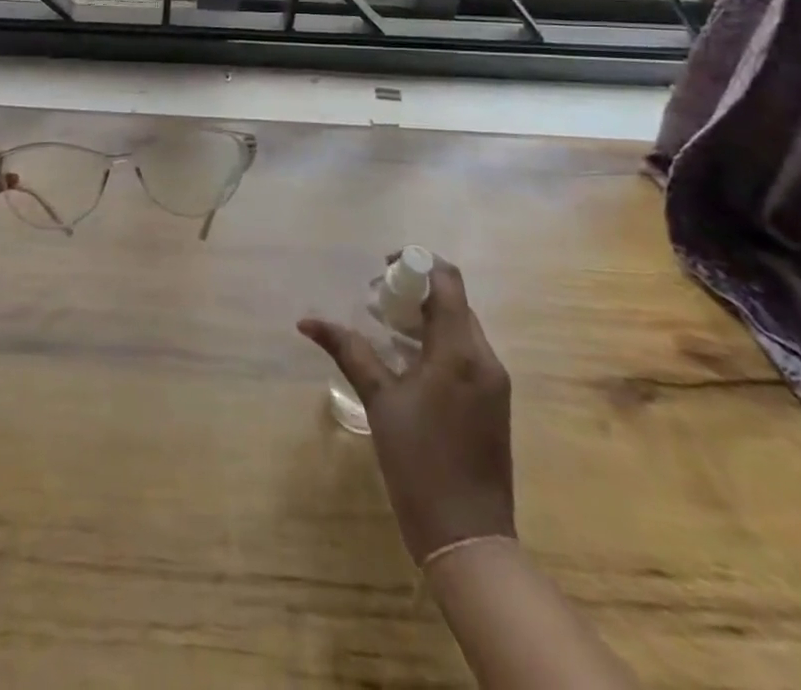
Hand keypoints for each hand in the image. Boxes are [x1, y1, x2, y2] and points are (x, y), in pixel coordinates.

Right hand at [300, 259, 514, 561]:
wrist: (469, 538)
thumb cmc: (420, 463)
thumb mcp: (379, 401)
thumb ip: (349, 351)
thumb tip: (307, 321)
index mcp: (460, 351)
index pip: (447, 280)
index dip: (416, 262)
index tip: (381, 270)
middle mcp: (484, 358)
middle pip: (453, 302)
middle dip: (414, 291)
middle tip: (374, 302)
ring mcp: (493, 382)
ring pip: (459, 327)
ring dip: (424, 317)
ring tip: (384, 329)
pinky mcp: (492, 403)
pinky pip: (465, 353)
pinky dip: (436, 343)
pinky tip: (406, 362)